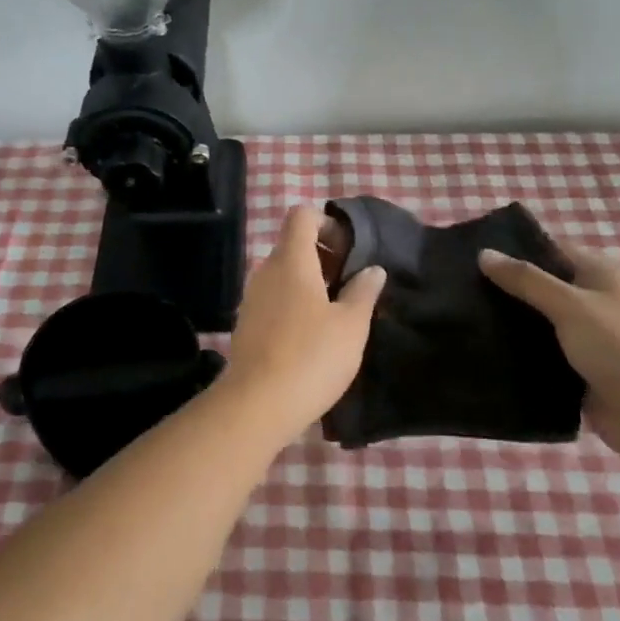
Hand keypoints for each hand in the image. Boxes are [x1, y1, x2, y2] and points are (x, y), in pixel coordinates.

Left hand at [225, 207, 386, 442]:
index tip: (350, 251)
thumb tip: (373, 269)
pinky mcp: (246, 324)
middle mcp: (266, 271)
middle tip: (351, 285)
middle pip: (293, 245)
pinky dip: (294, 304)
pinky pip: (274, 299)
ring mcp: (252, 298)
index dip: (328, 224)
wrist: (256, 405)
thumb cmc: (311, 356)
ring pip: (283, 274)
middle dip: (324, 257)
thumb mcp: (351, 325)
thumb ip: (363, 291)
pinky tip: (312, 337)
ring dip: (310, 283)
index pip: (302, 216)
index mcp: (291, 260)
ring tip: (337, 314)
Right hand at [478, 243, 619, 468]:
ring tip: (461, 317)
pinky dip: (516, 354)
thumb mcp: (569, 304)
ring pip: (536, 323)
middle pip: (539, 287)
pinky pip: (538, 355)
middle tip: (457, 287)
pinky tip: (482, 350)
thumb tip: (483, 254)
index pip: (549, 251)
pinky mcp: (574, 370)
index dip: (514, 250)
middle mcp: (590, 301)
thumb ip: (526, 279)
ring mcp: (583, 337)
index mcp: (597, 274)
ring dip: (508, 323)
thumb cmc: (618, 346)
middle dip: (504, 288)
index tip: (471, 253)